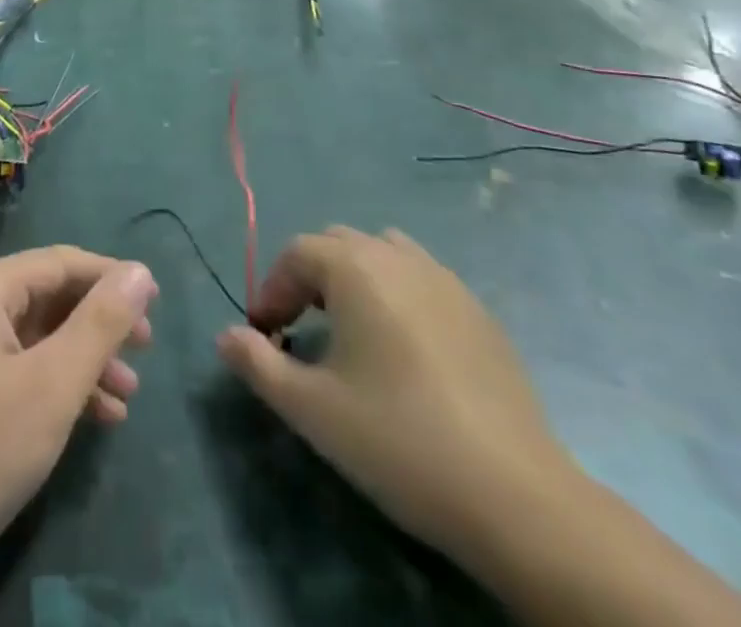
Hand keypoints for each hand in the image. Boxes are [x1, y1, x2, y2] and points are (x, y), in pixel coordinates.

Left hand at [0, 248, 156, 615]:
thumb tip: (140, 270)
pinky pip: (26, 369)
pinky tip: (98, 417)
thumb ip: (101, 323)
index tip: (157, 303)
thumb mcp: (53, 383)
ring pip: (42, 337)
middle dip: (101, 323)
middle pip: (52, 297)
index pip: (63, 262)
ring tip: (129, 394)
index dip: (112, 277)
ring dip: (87, 360)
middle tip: (146, 350)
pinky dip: (62, 386)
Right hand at [216, 226, 574, 562]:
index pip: (297, 254)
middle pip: (339, 244)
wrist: (514, 496)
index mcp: (356, 268)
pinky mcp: (479, 311)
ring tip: (352, 331)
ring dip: (356, 278)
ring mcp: (445, 280)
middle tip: (301, 329)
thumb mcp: (311, 409)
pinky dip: (397, 295)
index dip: (272, 288)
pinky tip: (405, 351)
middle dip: (310, 277)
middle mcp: (399, 257)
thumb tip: (225, 336)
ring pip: (384, 253)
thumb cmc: (398, 440)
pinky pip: (422, 280)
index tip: (265, 334)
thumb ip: (258, 365)